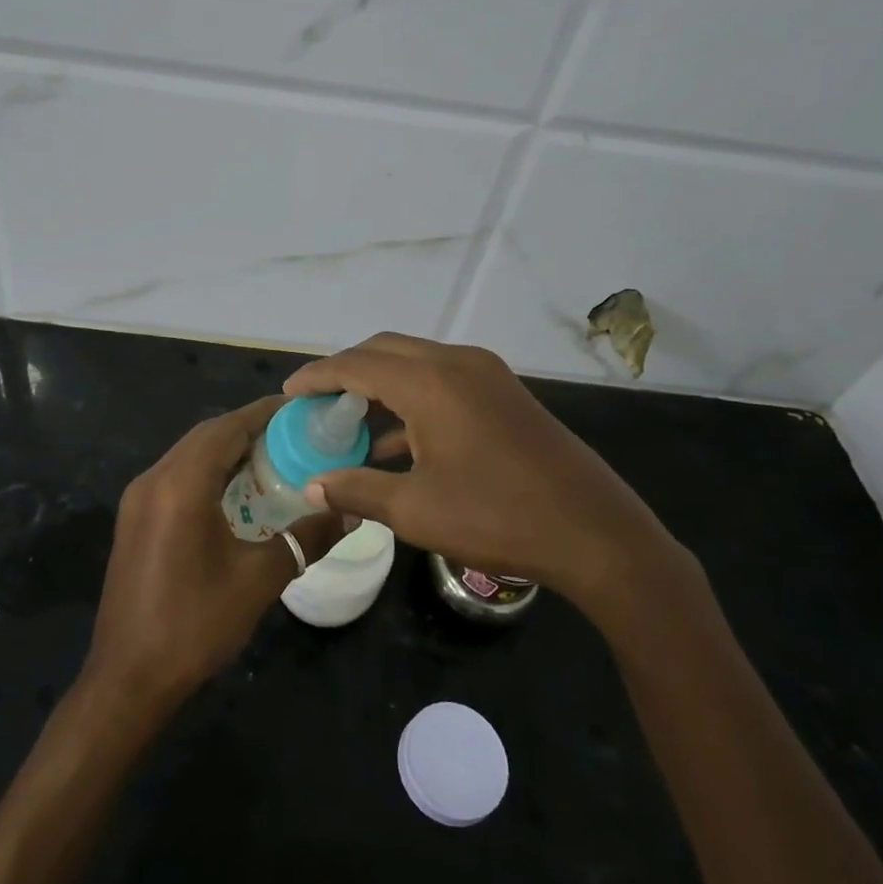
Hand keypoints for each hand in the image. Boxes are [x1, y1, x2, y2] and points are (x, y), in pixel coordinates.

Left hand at [83, 397, 342, 710]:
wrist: (128, 678)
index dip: (265, 413)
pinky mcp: (134, 519)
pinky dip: (208, 472)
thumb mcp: (259, 580)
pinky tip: (237, 493)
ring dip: (228, 450)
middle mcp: (153, 479)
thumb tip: (348, 513)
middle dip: (249, 428)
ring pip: (189, 455)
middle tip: (295, 435)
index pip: (227, 427)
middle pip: (207, 436)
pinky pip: (176, 477)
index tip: (302, 409)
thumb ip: (305, 539)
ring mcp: (138, 499)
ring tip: (273, 459)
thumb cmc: (195, 624)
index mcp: (180, 485)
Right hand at [283, 334, 699, 627]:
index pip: (357, 364)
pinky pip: (443, 380)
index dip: (318, 376)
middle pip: (385, 351)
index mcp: (431, 382)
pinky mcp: (504, 393)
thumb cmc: (497, 518)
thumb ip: (358, 490)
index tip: (288, 393)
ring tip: (349, 422)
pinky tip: (397, 441)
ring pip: (415, 363)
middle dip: (346, 372)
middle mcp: (457, 363)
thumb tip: (313, 486)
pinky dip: (412, 398)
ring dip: (380, 384)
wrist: (594, 532)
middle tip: (316, 404)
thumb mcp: (416, 510)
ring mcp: (486, 375)